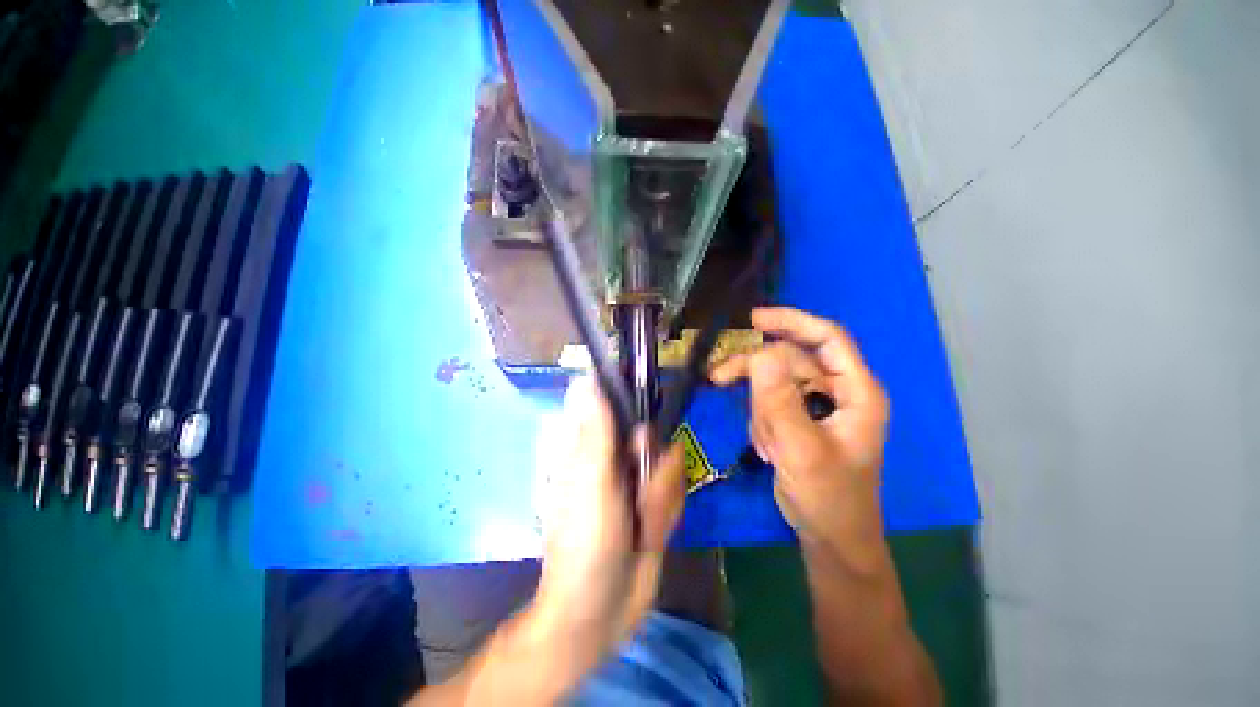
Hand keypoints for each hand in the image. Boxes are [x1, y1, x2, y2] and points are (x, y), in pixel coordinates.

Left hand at [530, 377, 686, 673]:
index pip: (617, 404)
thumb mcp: (591, 481)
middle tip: (641, 494)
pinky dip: (668, 515)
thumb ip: (596, 430)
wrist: (602, 612)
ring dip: (661, 498)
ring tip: (642, 527)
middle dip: (656, 469)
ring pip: (669, 464)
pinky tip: (651, 537)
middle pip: (654, 435)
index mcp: (593, 447)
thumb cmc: (586, 542)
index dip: (636, 398)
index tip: (647, 411)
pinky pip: (677, 491)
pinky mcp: (656, 502)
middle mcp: (616, 456)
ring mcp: (637, 480)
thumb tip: (585, 378)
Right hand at [710, 307, 890, 576]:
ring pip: (772, 383)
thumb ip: (780, 401)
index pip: (827, 338)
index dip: (792, 321)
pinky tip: (768, 450)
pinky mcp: (797, 418)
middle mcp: (836, 391)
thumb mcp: (802, 450)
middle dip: (755, 374)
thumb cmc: (829, 498)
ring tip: (766, 445)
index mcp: (855, 391)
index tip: (753, 319)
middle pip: (788, 360)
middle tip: (718, 378)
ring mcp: (814, 405)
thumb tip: (761, 354)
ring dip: (758, 410)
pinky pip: (767, 403)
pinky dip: (760, 422)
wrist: (828, 537)